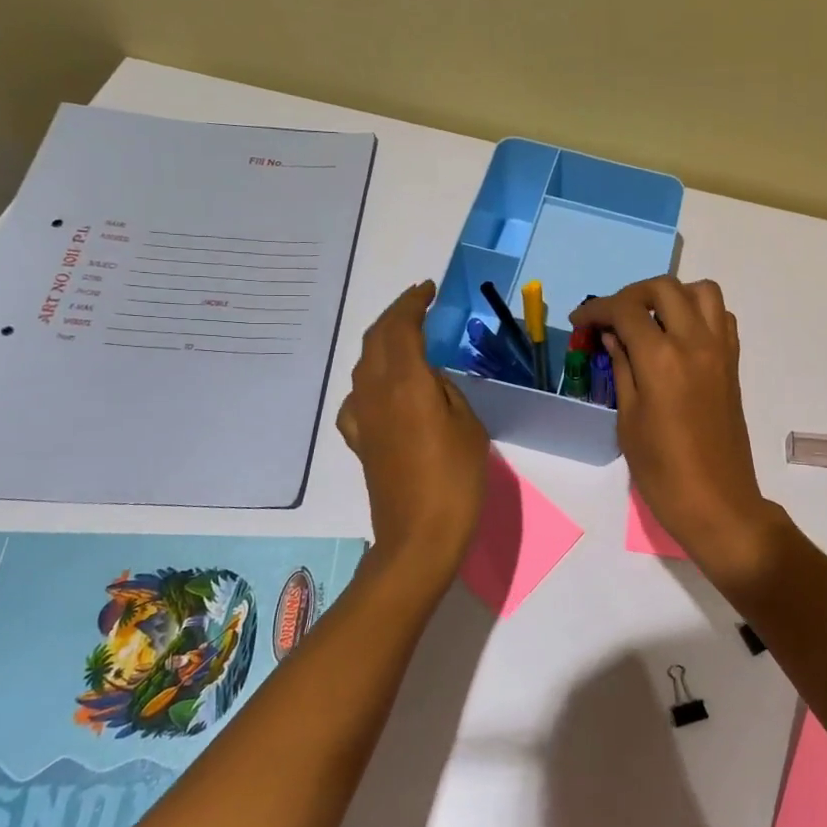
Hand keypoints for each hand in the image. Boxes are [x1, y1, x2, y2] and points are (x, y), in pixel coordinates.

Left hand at [338, 281, 489, 576]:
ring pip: (364, 364)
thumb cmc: (455, 479)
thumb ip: (447, 391)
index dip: (412, 303)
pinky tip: (383, 391)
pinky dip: (372, 379)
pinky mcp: (358, 441)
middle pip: (376, 339)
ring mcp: (361, 417)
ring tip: (407, 339)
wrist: (418, 537)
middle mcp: (375, 392)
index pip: (401, 327)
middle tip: (418, 306)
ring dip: (383, 343)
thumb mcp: (468, 426)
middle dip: (395, 316)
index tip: (427, 289)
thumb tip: (430, 379)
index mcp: (406, 382)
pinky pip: (358, 397)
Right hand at [571, 278, 782, 580]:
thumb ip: (622, 368)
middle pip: (664, 288)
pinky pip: (721, 317)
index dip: (597, 309)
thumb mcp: (629, 421)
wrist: (718, 502)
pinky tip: (679, 336)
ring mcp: (720, 350)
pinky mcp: (733, 363)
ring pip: (702, 291)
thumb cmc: (663, 471)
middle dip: (632, 294)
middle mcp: (695, 342)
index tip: (580, 321)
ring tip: (650, 319)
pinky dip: (698, 312)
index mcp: (662, 359)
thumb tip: (612, 336)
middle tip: (612, 317)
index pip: (626, 310)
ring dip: (672, 295)